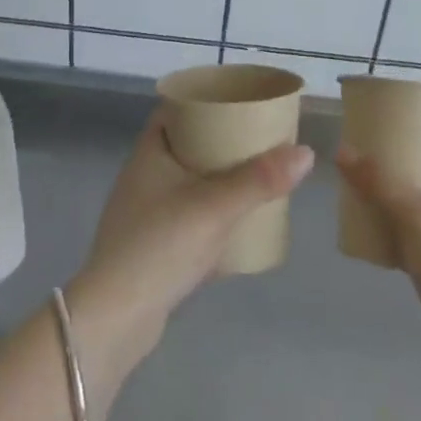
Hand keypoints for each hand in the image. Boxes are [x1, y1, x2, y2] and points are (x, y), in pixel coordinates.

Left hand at [71, 109, 312, 348]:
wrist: (116, 318)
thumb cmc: (160, 247)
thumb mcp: (215, 208)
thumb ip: (260, 180)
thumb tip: (305, 152)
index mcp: (149, 153)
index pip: (175, 109)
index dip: (206, 101)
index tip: (241, 102)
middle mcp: (143, 176)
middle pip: (186, 144)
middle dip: (221, 141)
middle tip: (259, 140)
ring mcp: (145, 212)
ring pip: (188, 181)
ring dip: (218, 178)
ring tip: (255, 177)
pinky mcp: (152, 245)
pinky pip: (187, 215)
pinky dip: (210, 211)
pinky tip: (236, 222)